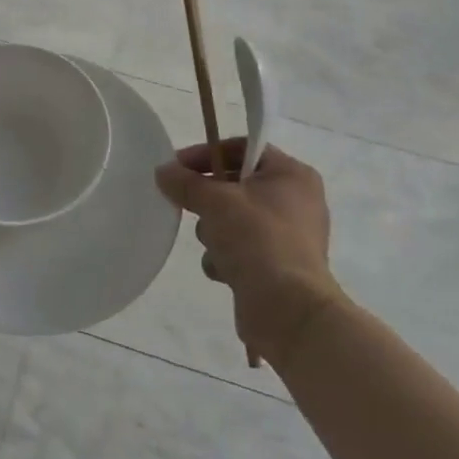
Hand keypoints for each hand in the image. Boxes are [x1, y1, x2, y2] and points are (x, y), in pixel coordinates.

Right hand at [154, 138, 340, 365]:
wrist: (288, 309)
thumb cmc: (258, 240)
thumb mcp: (215, 202)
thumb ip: (185, 182)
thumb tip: (163, 171)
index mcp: (291, 175)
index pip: (242, 148)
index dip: (206, 154)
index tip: (176, 167)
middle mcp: (295, 201)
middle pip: (235, 186)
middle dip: (209, 201)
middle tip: (188, 206)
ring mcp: (287, 236)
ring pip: (232, 219)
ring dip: (214, 232)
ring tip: (216, 247)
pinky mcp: (276, 266)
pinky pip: (239, 249)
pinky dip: (226, 258)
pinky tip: (224, 270)